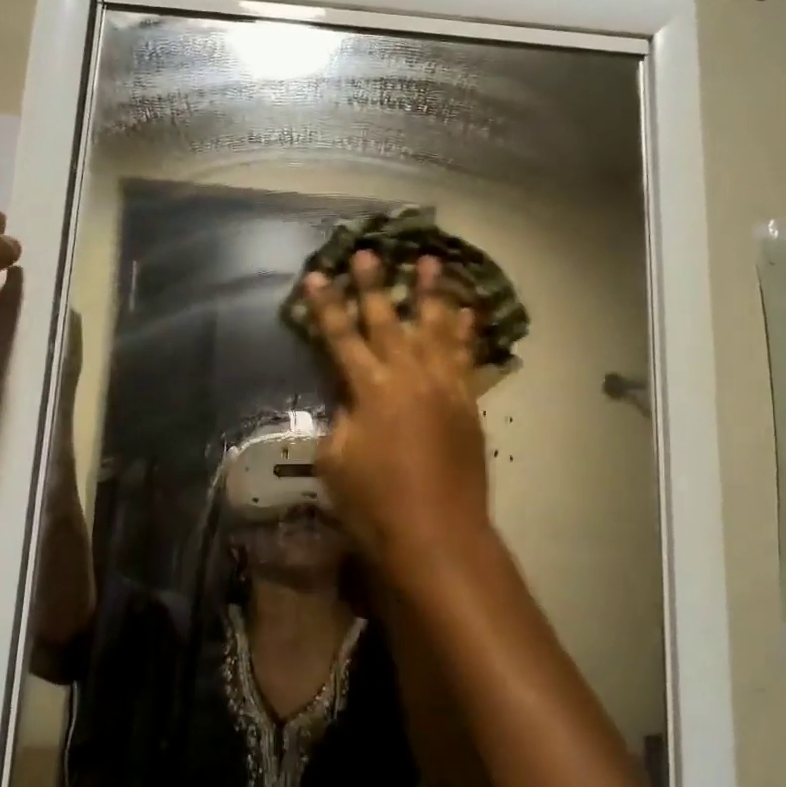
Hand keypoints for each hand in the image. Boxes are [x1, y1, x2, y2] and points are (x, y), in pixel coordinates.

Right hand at [304, 252, 491, 589]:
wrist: (438, 534)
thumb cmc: (376, 505)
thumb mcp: (336, 462)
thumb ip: (340, 420)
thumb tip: (348, 400)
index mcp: (369, 389)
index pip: (340, 337)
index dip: (326, 306)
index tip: (317, 275)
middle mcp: (408, 376)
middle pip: (387, 320)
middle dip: (374, 285)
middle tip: (368, 252)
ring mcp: (443, 385)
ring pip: (435, 328)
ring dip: (430, 293)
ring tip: (429, 261)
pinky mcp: (467, 401)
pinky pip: (466, 357)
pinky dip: (465, 332)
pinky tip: (467, 310)